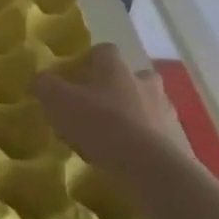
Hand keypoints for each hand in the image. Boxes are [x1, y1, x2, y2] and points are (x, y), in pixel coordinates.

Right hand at [32, 43, 178, 172]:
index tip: (77, 75)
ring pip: (148, 105)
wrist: (149, 166)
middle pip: (132, 77)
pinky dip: (144, 141)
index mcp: (117, 69)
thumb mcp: (58, 101)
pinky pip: (158, 134)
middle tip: (97, 105)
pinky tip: (128, 158)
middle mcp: (145, 83)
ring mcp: (166, 112)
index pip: (105, 51)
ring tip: (112, 137)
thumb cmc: (100, 124)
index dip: (90, 60)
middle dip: (117, 88)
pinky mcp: (178, 141)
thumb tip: (41, 79)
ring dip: (133, 115)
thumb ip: (46, 85)